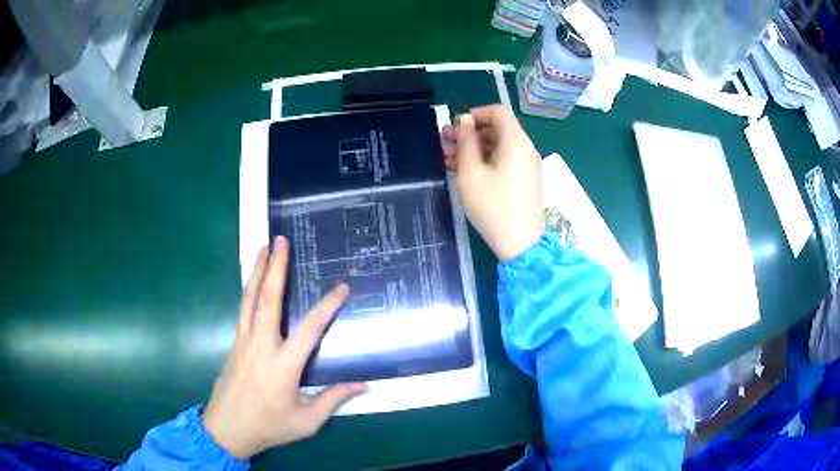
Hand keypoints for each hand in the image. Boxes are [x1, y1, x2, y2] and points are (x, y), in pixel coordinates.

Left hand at [203, 237, 365, 459]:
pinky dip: (249, 290)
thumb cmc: (268, 426)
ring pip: (250, 299)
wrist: (226, 429)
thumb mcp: (306, 422)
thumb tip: (362, 385)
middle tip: (281, 241)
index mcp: (283, 366)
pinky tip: (253, 281)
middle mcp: (261, 346)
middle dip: (275, 268)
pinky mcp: (235, 344)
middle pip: (268, 300)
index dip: (327, 307)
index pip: (309, 329)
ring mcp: (243, 342)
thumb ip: (332, 400)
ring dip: (257, 271)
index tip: (341, 288)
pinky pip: (243, 310)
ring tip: (263, 247)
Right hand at [442, 105, 544, 261]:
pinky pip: (503, 161)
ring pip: (498, 146)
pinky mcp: (524, 180)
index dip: (475, 114)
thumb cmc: (493, 206)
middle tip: (444, 142)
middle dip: (469, 133)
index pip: (498, 111)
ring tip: (447, 158)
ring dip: (473, 148)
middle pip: (497, 129)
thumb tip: (466, 122)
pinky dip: (484, 161)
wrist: (521, 243)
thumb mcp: (471, 172)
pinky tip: (463, 171)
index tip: (456, 127)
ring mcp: (526, 165)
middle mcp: (525, 149)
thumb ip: (467, 142)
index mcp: (516, 141)